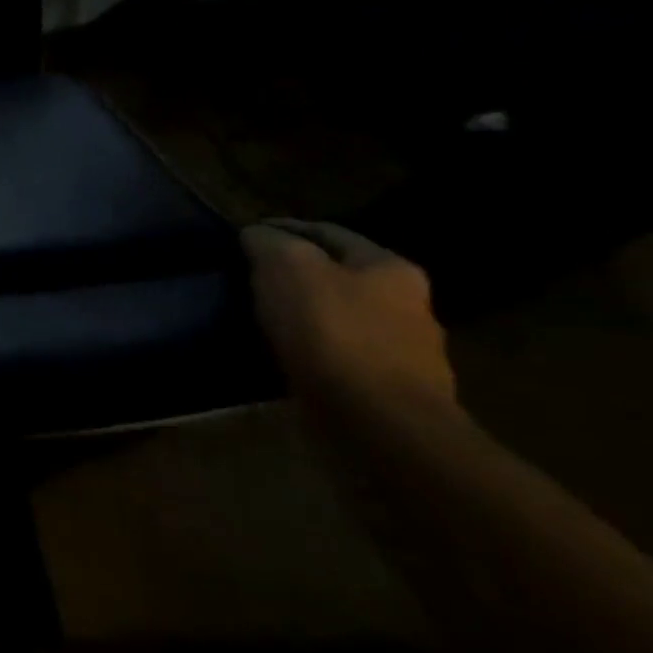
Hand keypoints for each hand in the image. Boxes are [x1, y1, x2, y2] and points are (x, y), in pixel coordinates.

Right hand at [241, 219, 454, 407]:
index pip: (326, 232)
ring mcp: (403, 352)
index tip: (244, 235)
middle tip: (249, 277)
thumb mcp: (287, 268)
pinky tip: (283, 356)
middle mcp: (408, 304)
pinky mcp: (387, 392)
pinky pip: (338, 358)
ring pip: (339, 318)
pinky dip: (310, 352)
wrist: (379, 424)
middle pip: (338, 276)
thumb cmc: (332, 333)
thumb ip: (269, 242)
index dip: (282, 227)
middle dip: (296, 274)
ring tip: (260, 319)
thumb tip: (256, 235)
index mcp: (389, 267)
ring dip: (304, 316)